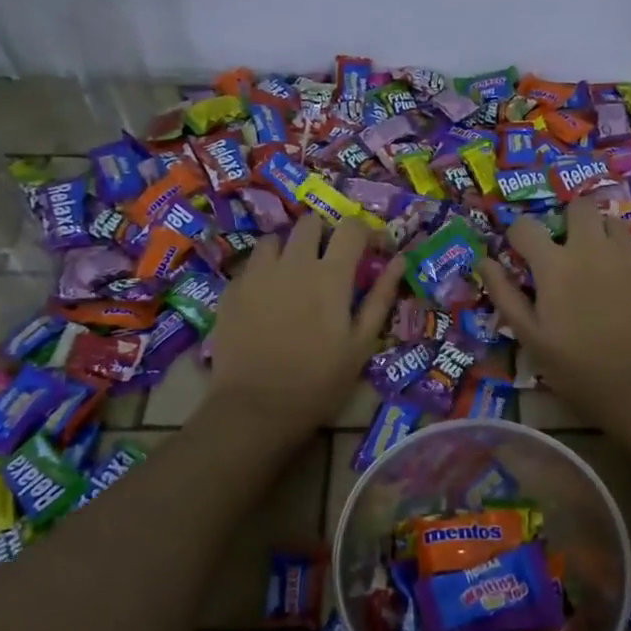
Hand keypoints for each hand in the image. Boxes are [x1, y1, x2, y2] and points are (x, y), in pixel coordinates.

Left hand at [205, 214, 402, 440]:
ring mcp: (257, 273)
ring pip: (275, 239)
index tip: (369, 251)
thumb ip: (380, 297)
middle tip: (329, 263)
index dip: (364, 233)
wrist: (256, 407)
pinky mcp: (232, 289)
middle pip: (310, 222)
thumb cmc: (319, 381)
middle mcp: (293, 263)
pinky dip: (264, 271)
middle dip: (324, 235)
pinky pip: (251, 264)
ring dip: (289, 249)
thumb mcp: (361, 344)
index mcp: (331, 275)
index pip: (352, 228)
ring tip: (293, 276)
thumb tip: (398, 261)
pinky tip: (267, 299)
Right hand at [477, 201, 630, 423]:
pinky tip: (625, 288)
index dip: (518, 235)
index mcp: (554, 264)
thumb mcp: (529, 336)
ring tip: (599, 263)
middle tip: (567, 248)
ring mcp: (628, 256)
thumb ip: (504, 293)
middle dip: (569, 220)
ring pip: (613, 222)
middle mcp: (591, 248)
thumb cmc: (575, 365)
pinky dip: (626, 261)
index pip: (525, 226)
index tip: (521, 251)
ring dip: (601, 235)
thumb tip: (484, 261)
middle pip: (579, 206)